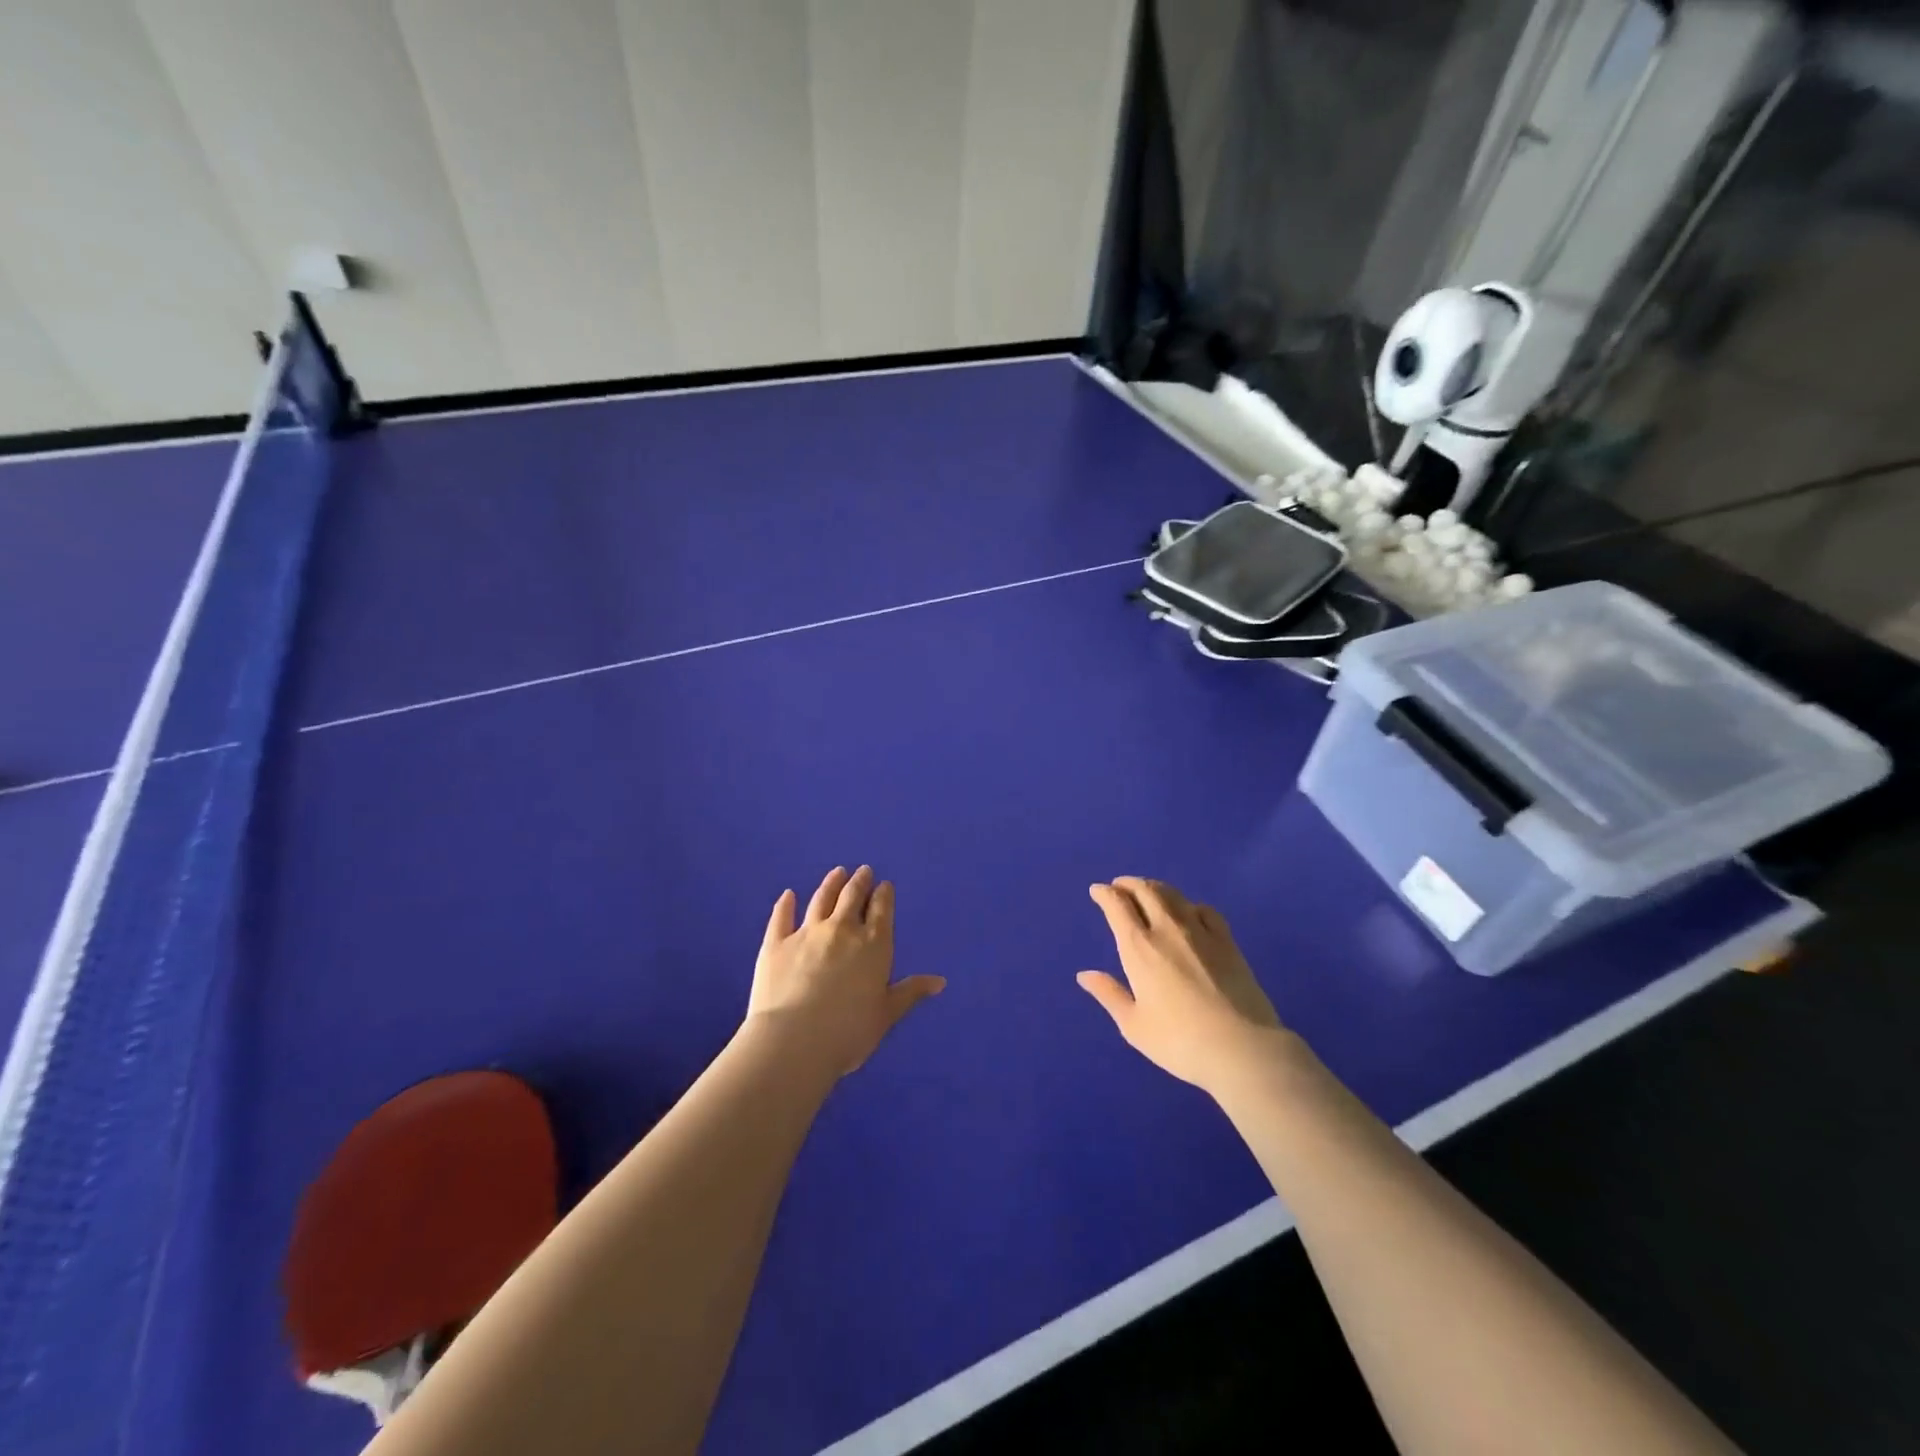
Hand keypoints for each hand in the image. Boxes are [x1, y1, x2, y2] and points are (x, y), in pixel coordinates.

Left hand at [747, 866, 944, 1076]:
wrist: (794, 1041)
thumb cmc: (848, 1032)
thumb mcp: (886, 1014)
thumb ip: (910, 992)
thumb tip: (940, 981)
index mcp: (873, 945)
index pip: (881, 911)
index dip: (884, 895)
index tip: (884, 884)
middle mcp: (842, 930)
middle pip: (852, 898)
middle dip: (860, 882)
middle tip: (863, 871)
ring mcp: (807, 933)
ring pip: (821, 900)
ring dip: (831, 884)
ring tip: (837, 872)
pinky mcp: (776, 944)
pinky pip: (782, 917)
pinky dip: (785, 904)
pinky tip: (788, 895)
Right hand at [1078, 877, 1284, 1095]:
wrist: (1241, 1048)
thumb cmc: (1180, 1042)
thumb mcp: (1134, 1025)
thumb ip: (1109, 994)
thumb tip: (1084, 975)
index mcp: (1139, 948)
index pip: (1117, 906)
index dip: (1104, 894)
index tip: (1097, 891)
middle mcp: (1167, 929)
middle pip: (1145, 891)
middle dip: (1128, 884)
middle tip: (1119, 886)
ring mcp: (1201, 931)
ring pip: (1174, 895)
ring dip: (1155, 887)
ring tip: (1148, 891)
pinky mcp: (1227, 941)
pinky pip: (1205, 909)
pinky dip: (1189, 904)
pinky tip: (1189, 912)